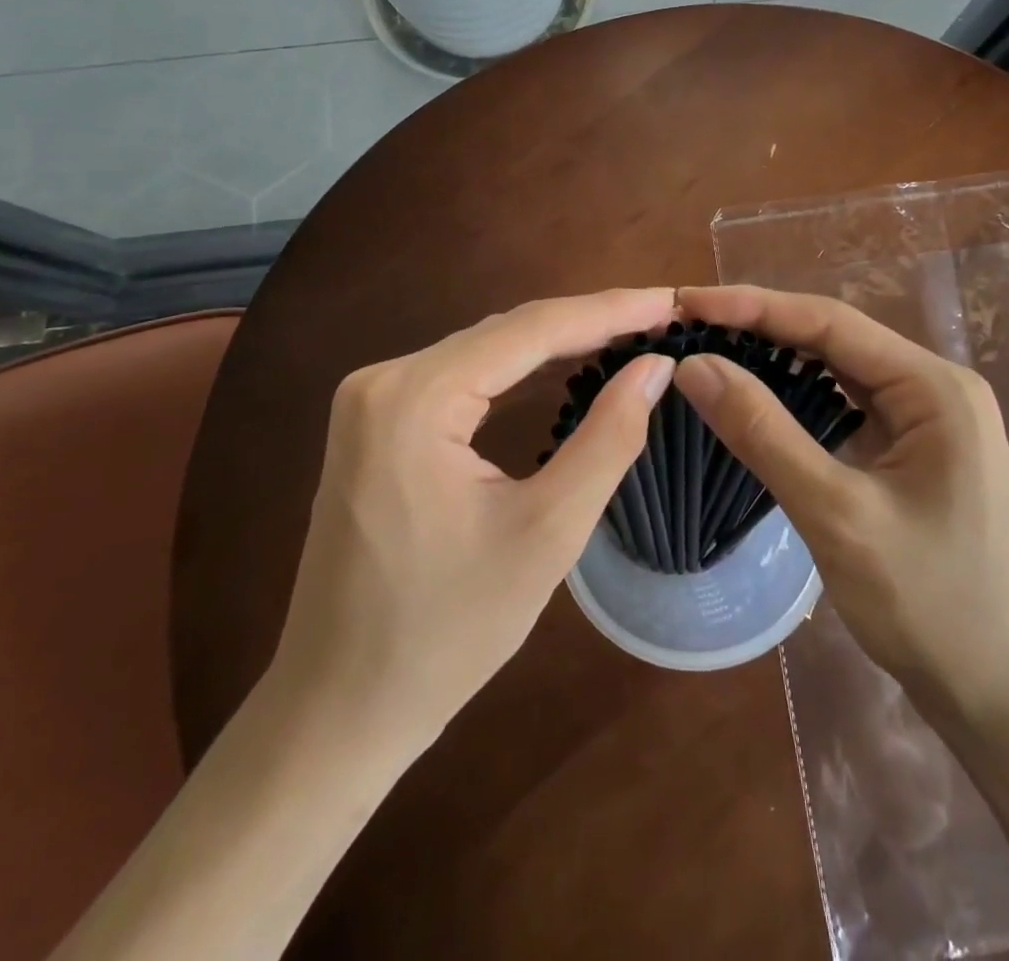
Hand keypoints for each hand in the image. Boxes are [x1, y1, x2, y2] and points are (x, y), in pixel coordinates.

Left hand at [270, 288, 678, 751]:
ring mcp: (371, 400)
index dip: (610, 310)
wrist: (337, 708)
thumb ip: (608, 438)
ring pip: (484, 351)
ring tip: (628, 335)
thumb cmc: (446, 632)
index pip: (531, 329)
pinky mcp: (374, 424)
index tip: (671, 300)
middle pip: (506, 332)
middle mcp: (383, 379)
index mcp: (414, 398)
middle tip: (660, 318)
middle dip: (587, 323)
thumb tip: (655, 365)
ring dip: (556, 343)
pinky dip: (517, 371)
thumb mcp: (546, 533)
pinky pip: (461, 377)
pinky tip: (562, 368)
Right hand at [673, 285, 1008, 729]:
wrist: (1003, 696)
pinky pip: (848, 406)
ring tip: (711, 350)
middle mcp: (936, 389)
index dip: (753, 306)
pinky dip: (798, 397)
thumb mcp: (836, 514)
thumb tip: (693, 365)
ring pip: (839, 371)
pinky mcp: (915, 452)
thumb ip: (763, 433)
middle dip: (761, 328)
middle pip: (835, 340)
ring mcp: (929, 421)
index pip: (830, 322)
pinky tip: (758, 398)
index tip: (687, 303)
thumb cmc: (930, 605)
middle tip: (688, 326)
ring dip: (777, 359)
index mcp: (934, 387)